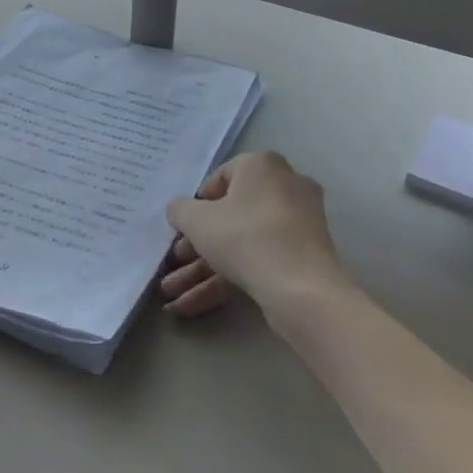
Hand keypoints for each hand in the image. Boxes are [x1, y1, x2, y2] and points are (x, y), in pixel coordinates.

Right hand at [159, 151, 348, 318]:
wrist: (301, 288)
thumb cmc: (245, 237)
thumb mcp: (197, 220)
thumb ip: (180, 210)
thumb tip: (179, 209)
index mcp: (262, 165)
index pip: (220, 178)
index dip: (196, 204)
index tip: (183, 227)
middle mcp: (284, 187)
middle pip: (230, 216)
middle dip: (194, 246)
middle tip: (173, 263)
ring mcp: (297, 225)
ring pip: (241, 244)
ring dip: (202, 270)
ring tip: (170, 295)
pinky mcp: (302, 258)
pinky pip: (257, 261)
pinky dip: (225, 281)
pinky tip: (190, 307)